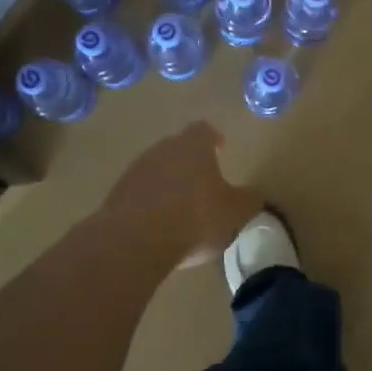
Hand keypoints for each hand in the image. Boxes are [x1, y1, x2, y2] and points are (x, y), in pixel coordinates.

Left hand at [103, 122, 262, 268]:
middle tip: (203, 180)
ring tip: (181, 205)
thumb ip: (248, 200)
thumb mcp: (235, 212)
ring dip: (168, 182)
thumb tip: (254, 194)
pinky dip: (151, 201)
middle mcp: (162, 150)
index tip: (220, 147)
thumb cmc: (195, 218)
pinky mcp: (117, 194)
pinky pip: (139, 192)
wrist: (136, 240)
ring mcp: (135, 170)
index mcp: (193, 147)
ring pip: (157, 169)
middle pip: (177, 148)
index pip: (204, 130)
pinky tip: (159, 223)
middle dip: (190, 161)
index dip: (213, 138)